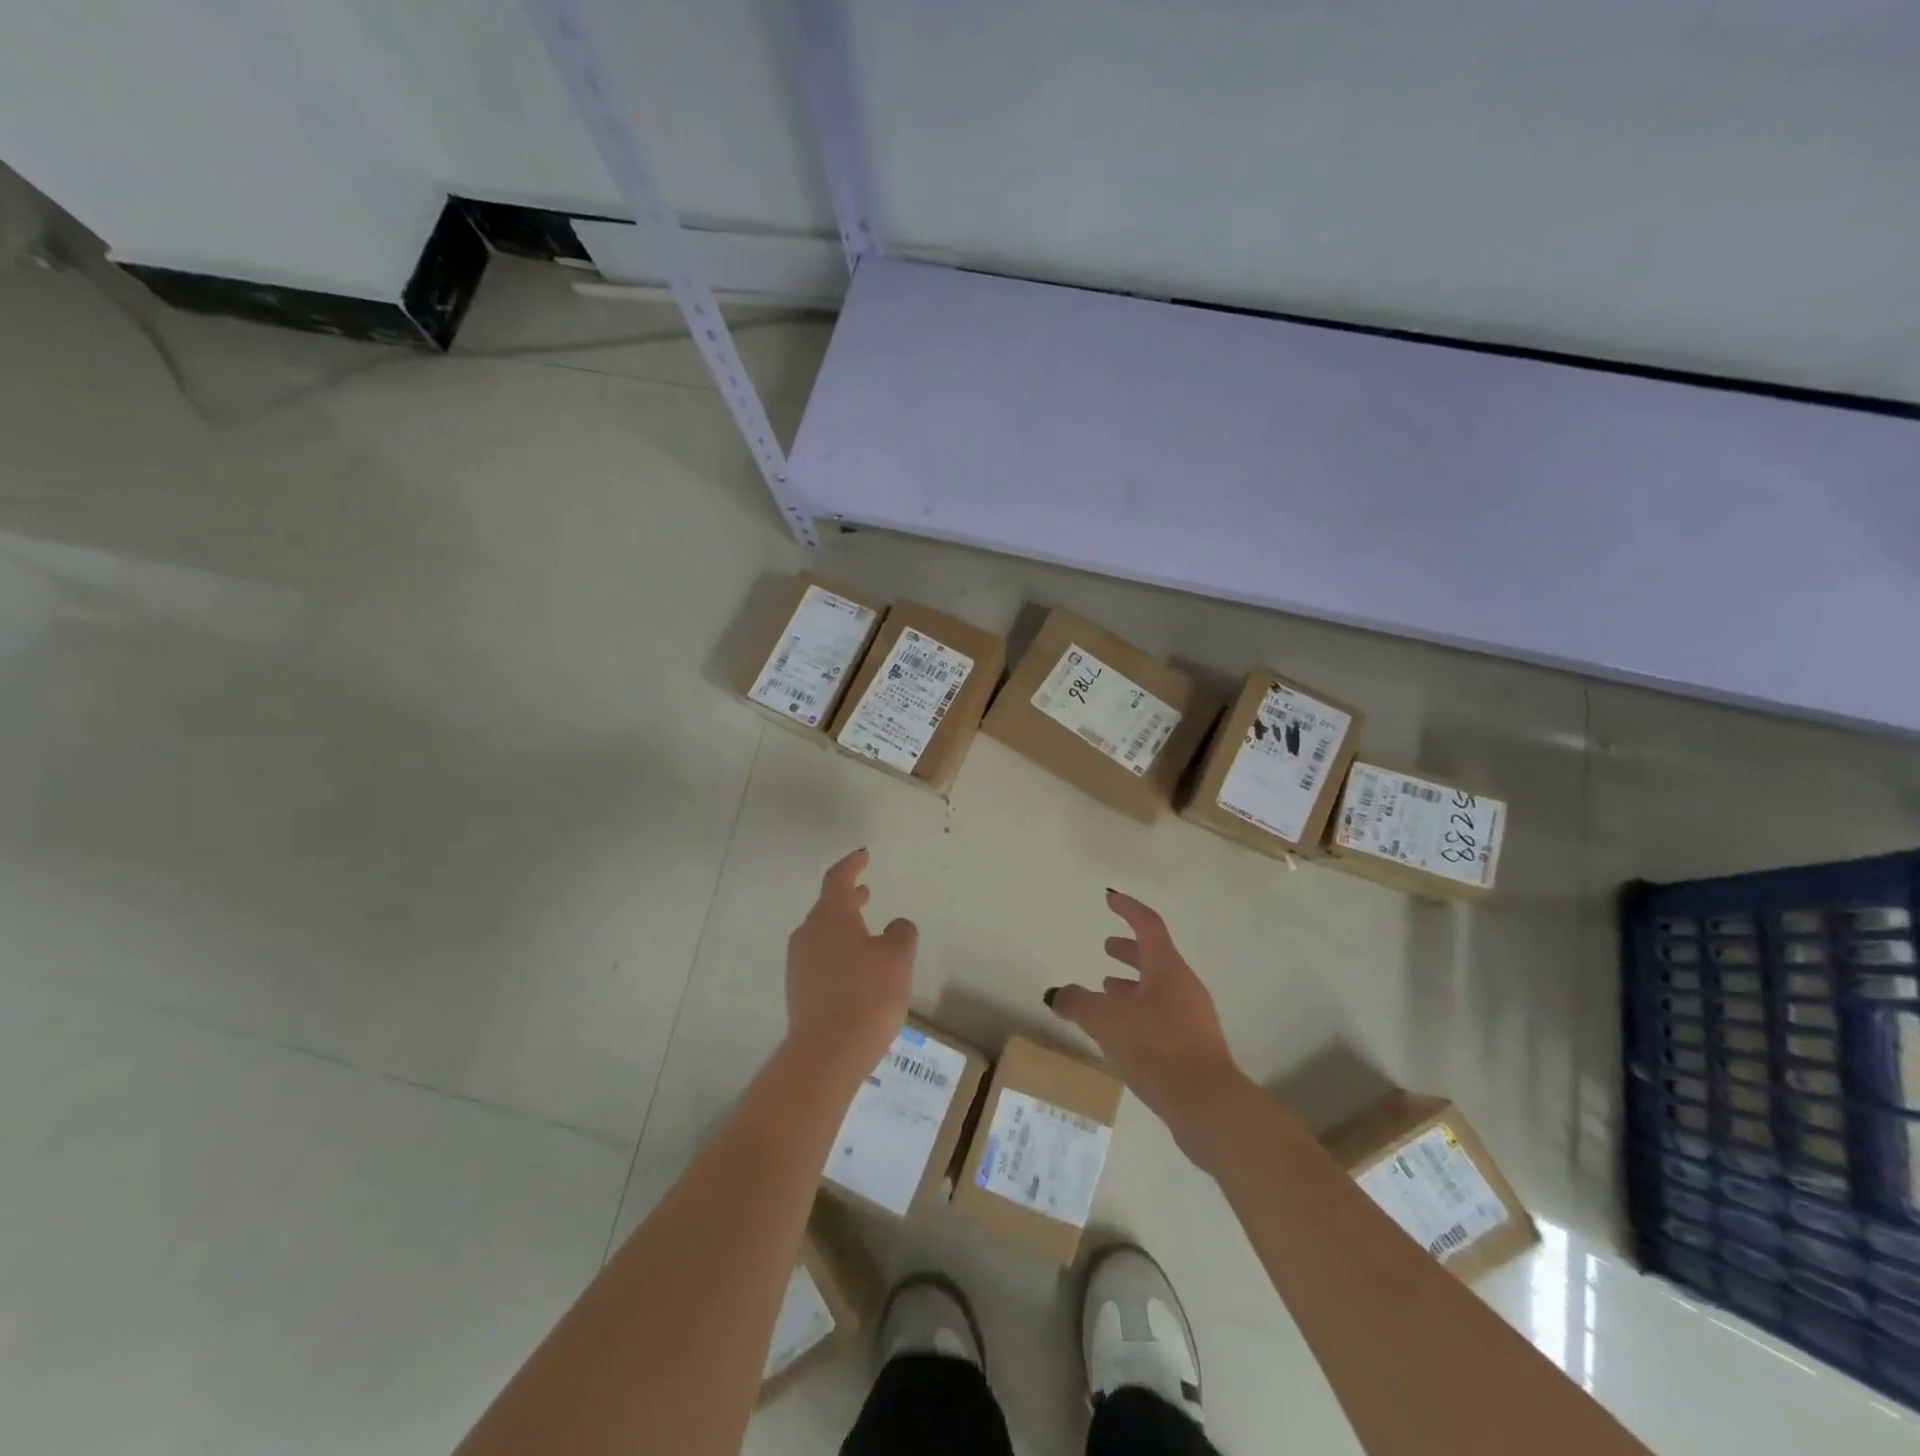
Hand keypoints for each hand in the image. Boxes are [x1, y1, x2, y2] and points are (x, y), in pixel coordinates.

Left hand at [786, 848, 916, 1077]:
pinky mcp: (799, 990)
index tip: (863, 855)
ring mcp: (799, 963)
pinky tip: (856, 970)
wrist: (827, 1053)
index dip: (852, 865)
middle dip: (848, 898)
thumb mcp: (898, 958)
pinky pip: (820, 959)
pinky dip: (838, 952)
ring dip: (843, 927)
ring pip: (822, 934)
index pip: (838, 879)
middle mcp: (809, 934)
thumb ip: (901, 934)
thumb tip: (897, 926)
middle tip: (866, 892)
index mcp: (831, 916)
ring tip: (866, 933)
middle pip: (827, 907)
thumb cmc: (867, 995)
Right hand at [1046, 889, 1255, 1159]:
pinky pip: (1161, 1017)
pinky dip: (1139, 1013)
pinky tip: (1122, 1033)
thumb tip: (1057, 994)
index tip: (1110, 898)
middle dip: (1129, 950)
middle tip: (1107, 946)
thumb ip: (1077, 1002)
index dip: (1127, 909)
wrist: (1207, 1105)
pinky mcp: (1193, 1048)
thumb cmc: (1156, 1047)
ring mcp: (1193, 1018)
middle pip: (1155, 958)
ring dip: (1132, 984)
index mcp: (1166, 968)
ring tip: (1106, 989)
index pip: (1147, 925)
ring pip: (1157, 990)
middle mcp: (1184, 987)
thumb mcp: (1105, 1020)